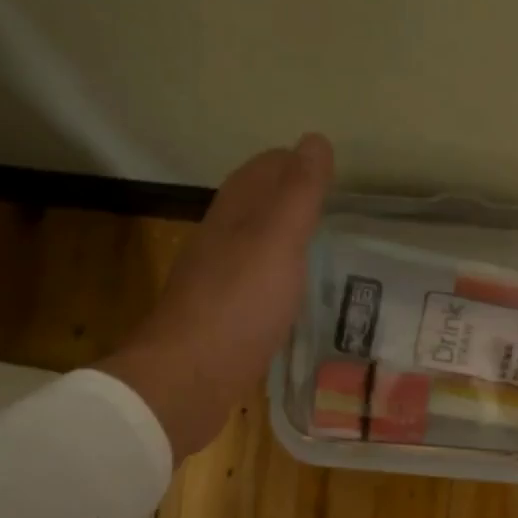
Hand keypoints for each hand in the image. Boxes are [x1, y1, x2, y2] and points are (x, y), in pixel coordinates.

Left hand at [102, 134, 333, 459]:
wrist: (189, 379)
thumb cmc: (239, 303)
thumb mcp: (278, 240)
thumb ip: (299, 192)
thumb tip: (315, 138)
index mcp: (232, 215)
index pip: (261, 171)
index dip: (292, 162)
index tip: (327, 168)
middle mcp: (219, 242)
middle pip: (252, 205)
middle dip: (285, 196)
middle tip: (328, 204)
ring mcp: (215, 283)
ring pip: (251, 245)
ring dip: (279, 237)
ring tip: (315, 243)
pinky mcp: (220, 320)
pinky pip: (252, 284)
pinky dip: (274, 276)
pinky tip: (289, 293)